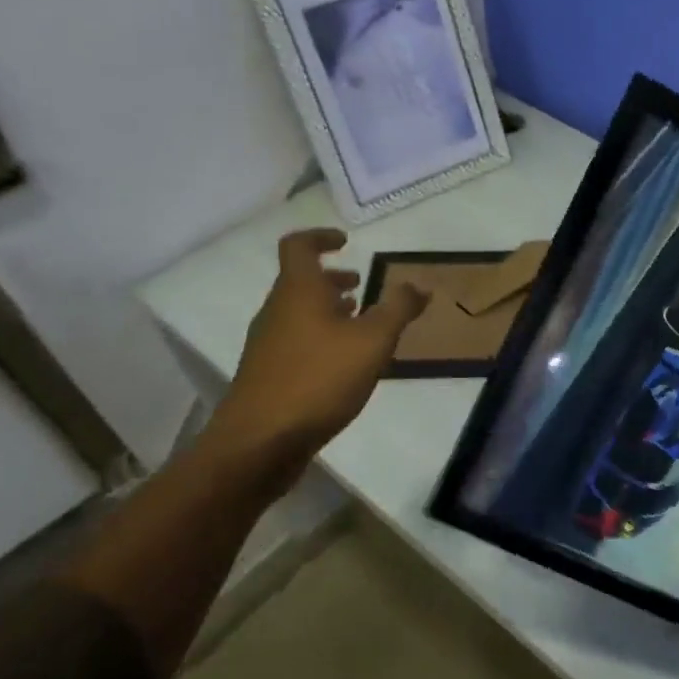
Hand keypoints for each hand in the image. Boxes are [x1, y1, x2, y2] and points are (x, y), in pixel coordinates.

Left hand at [202, 229, 427, 486]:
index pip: (299, 246)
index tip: (346, 242)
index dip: (321, 237)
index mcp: (298, 291)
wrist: (260, 441)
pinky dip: (321, 337)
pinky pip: (296, 341)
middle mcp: (277, 311)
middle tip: (361, 284)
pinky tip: (344, 363)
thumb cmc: (318, 379)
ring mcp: (268, 344)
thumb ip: (397, 309)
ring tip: (359, 323)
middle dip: (331, 279)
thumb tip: (418, 285)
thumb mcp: (372, 341)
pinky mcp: (268, 374)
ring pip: (298, 313)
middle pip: (299, 281)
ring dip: (327, 309)